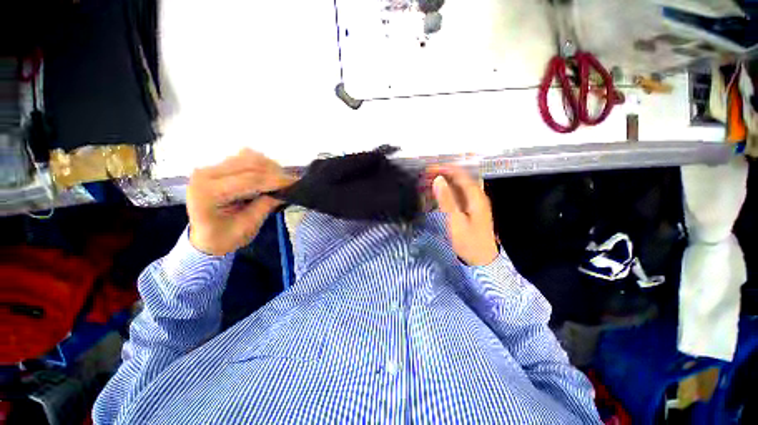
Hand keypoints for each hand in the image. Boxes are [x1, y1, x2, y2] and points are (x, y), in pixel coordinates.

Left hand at [187, 149, 293, 255]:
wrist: (203, 238)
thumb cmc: (223, 238)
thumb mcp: (246, 227)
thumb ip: (265, 207)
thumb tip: (285, 191)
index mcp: (208, 193)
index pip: (249, 179)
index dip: (275, 180)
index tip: (295, 183)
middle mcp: (205, 174)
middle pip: (249, 163)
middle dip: (275, 172)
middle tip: (292, 182)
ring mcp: (210, 168)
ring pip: (248, 157)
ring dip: (269, 167)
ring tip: (282, 181)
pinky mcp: (218, 167)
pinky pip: (244, 158)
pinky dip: (262, 165)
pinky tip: (269, 176)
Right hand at [429, 165, 498, 265]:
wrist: (482, 260)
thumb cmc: (469, 242)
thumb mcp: (455, 221)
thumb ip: (447, 200)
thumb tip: (438, 180)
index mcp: (476, 196)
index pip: (460, 174)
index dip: (444, 169)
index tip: (428, 170)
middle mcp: (477, 196)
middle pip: (459, 178)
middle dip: (442, 175)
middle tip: (425, 177)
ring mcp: (474, 203)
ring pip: (457, 187)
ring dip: (443, 183)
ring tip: (427, 184)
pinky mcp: (470, 210)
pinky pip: (457, 196)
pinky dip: (445, 193)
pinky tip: (436, 196)